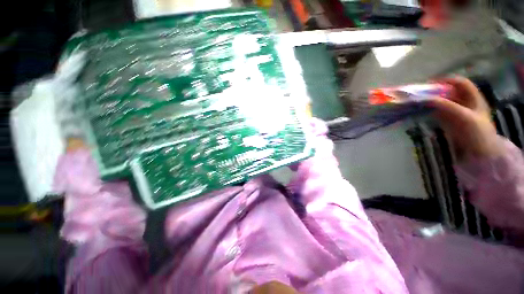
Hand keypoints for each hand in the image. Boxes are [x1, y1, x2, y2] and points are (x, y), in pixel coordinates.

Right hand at [429, 77, 503, 161]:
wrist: (479, 153)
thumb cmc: (475, 132)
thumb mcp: (462, 116)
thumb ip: (444, 106)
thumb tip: (424, 99)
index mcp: (474, 98)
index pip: (460, 83)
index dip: (447, 80)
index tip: (430, 83)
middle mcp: (466, 103)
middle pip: (450, 92)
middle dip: (436, 91)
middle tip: (422, 93)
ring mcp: (459, 113)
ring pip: (444, 102)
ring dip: (432, 101)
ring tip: (419, 102)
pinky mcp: (451, 122)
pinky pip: (440, 112)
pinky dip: (431, 110)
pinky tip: (423, 111)